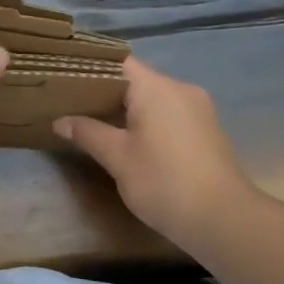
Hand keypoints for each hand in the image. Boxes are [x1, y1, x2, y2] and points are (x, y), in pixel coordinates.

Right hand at [54, 57, 260, 246]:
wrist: (223, 220)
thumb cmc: (163, 182)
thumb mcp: (117, 158)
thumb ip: (88, 133)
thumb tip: (60, 121)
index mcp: (156, 88)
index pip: (118, 63)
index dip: (91, 69)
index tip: (67, 80)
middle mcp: (180, 89)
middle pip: (137, 80)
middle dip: (107, 92)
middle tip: (74, 106)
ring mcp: (199, 109)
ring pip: (155, 98)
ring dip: (129, 109)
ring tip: (98, 124)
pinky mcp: (208, 130)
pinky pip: (171, 114)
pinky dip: (150, 121)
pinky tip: (133, 141)